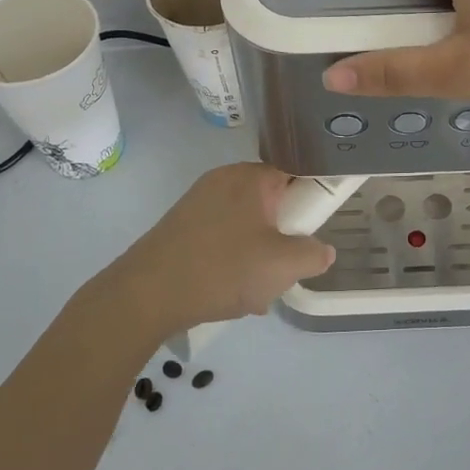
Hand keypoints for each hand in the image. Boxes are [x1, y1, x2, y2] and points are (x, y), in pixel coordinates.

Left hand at [90, 164, 335, 339]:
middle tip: (285, 270)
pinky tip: (231, 293)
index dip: (310, 203)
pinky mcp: (182, 226)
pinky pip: (222, 237)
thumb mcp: (282, 265)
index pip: (295, 175)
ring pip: (247, 225)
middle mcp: (224, 180)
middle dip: (283, 238)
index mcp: (250, 177)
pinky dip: (233, 260)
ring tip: (257, 292)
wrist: (146, 294)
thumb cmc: (221, 269)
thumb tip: (323, 250)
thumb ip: (313, 254)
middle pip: (271, 203)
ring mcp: (199, 202)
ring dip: (259, 255)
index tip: (313, 234)